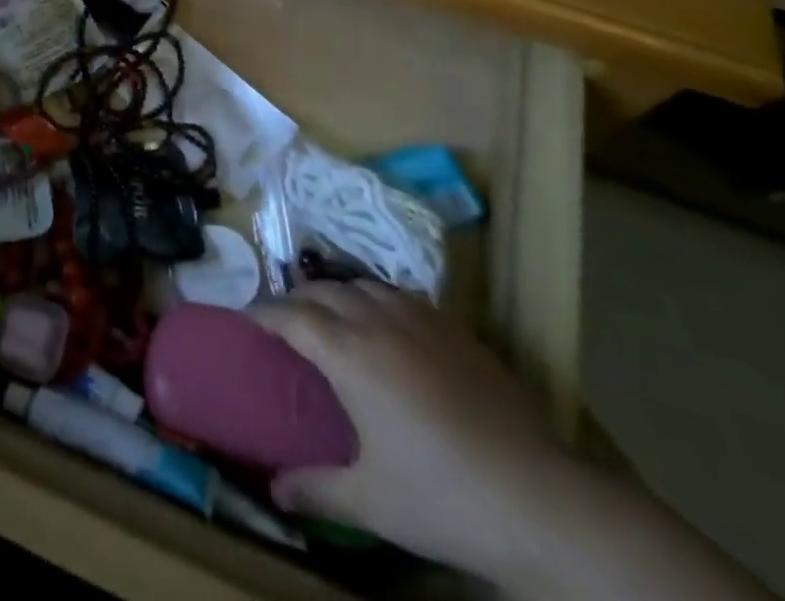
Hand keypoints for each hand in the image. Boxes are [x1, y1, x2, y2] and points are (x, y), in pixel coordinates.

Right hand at [250, 282, 574, 586]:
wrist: (538, 498)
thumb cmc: (442, 498)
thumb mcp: (371, 501)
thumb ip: (317, 488)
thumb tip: (275, 490)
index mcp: (350, 355)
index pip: (291, 316)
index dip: (264, 313)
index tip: (246, 318)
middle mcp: (378, 322)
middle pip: (322, 290)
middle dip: (296, 299)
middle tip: (284, 322)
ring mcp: (419, 319)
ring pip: (362, 284)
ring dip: (336, 293)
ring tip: (330, 316)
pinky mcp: (453, 327)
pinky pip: (400, 294)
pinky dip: (376, 299)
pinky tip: (384, 324)